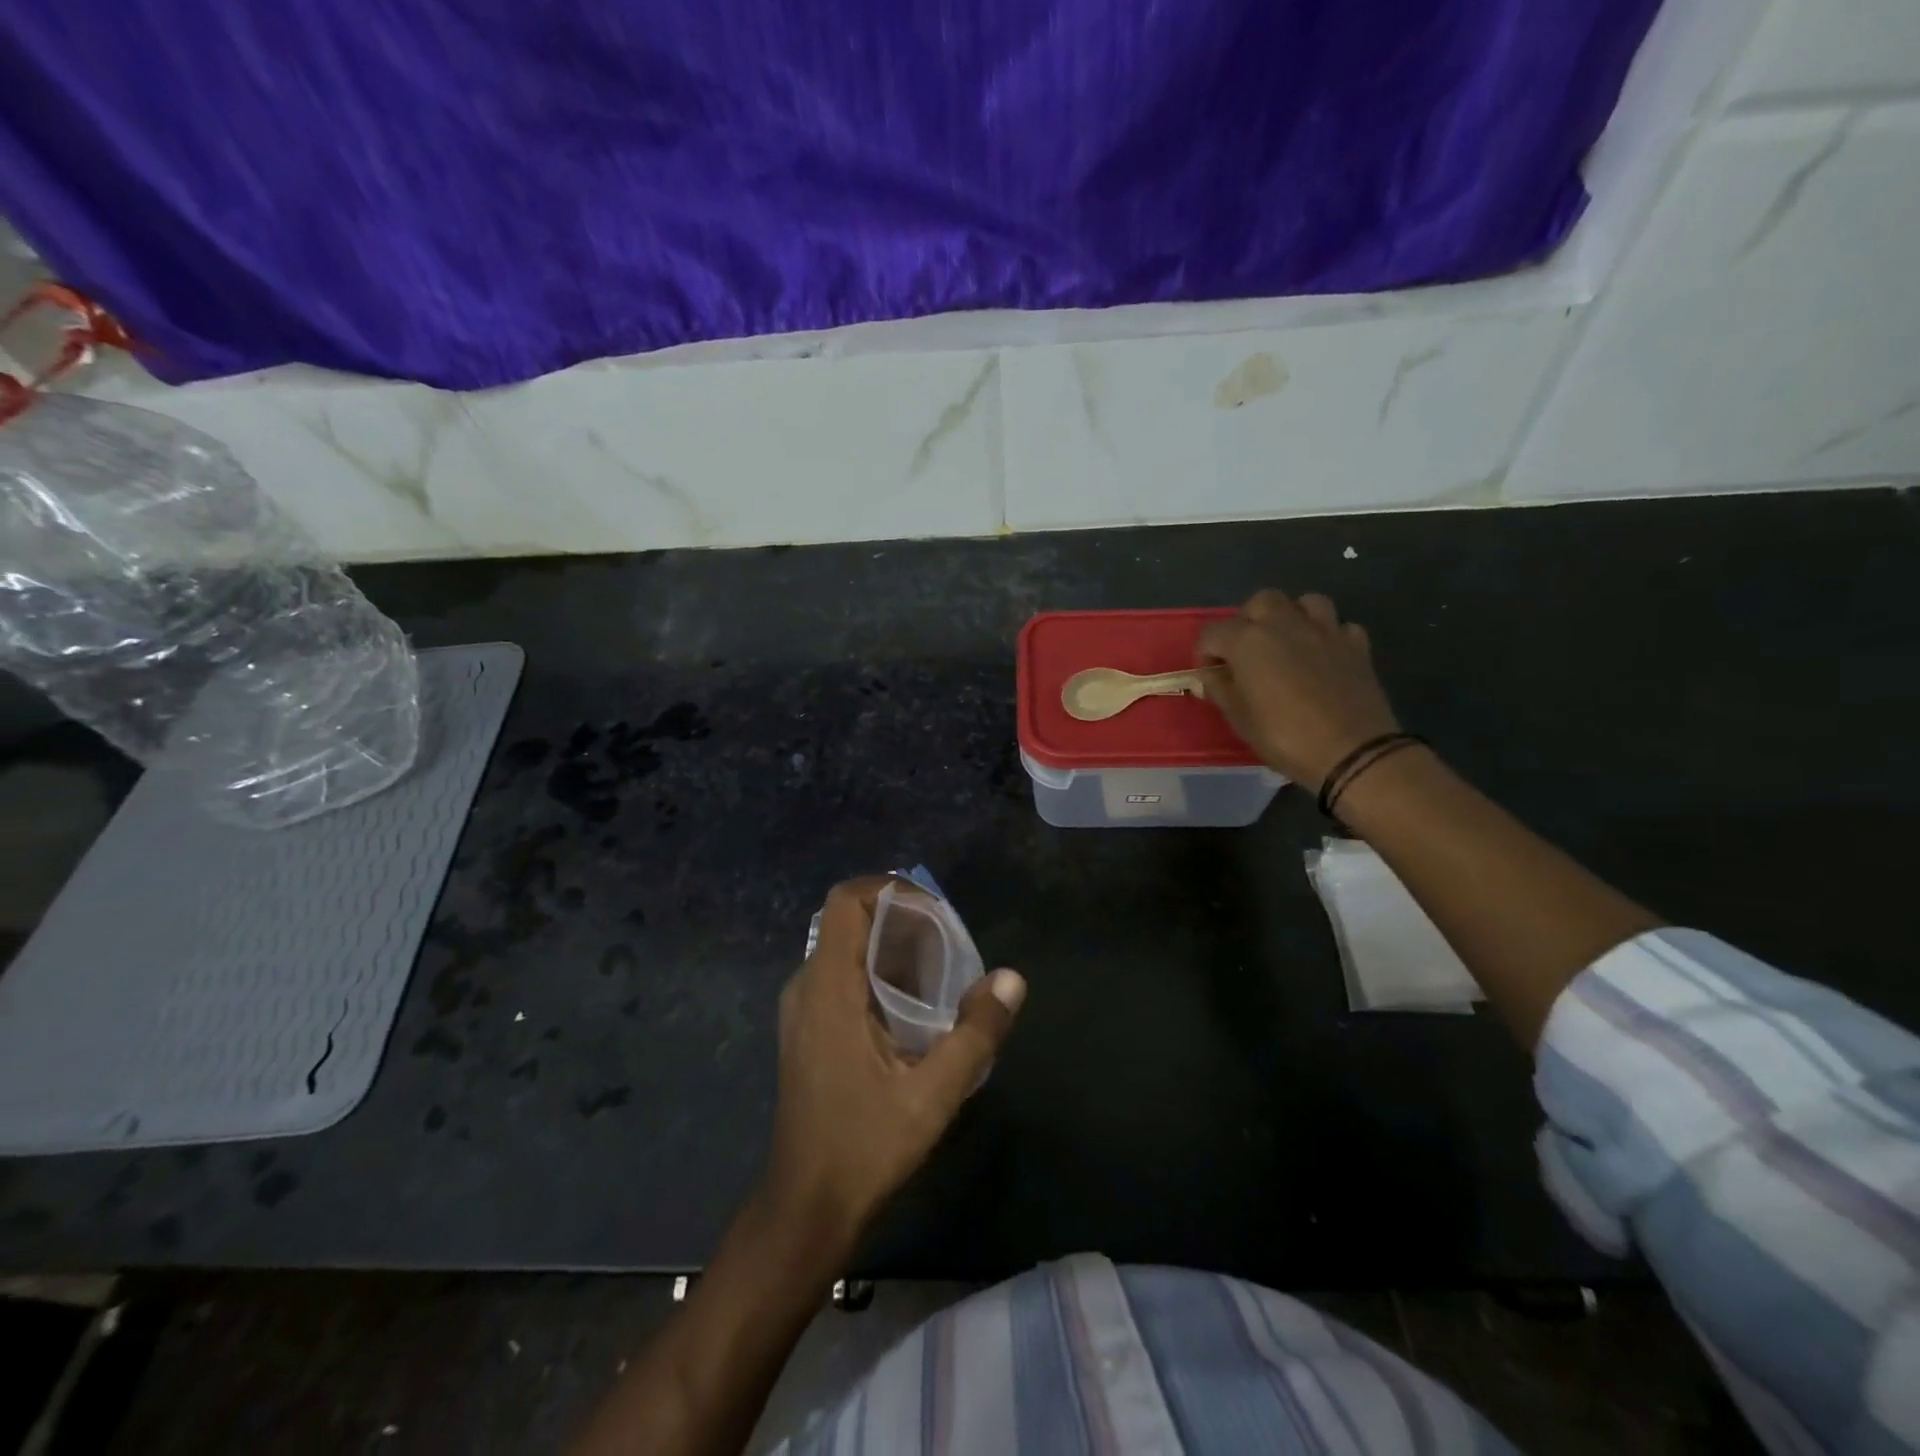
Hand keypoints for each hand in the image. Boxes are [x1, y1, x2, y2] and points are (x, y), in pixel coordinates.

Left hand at [761, 878, 1025, 1249]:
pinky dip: (878, 974)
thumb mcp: (932, 1095)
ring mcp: (802, 1009)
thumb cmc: (864, 1147)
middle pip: (851, 922)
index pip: (846, 901)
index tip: (935, 911)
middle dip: (902, 921)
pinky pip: (842, 977)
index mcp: (828, 988)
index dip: (890, 889)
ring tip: (941, 974)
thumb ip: (975, 1033)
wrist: (806, 1207)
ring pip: (847, 950)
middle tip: (950, 946)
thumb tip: (1012, 979)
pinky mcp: (807, 1030)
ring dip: (893, 949)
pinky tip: (914, 1009)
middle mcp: (807, 986)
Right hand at [1196, 589, 1399, 789]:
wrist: (1352, 752)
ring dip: (1292, 616)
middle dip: (1249, 620)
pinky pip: (1339, 626)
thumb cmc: (1284, 736)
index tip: (1210, 676)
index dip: (1205, 653)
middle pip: (1261, 601)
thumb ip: (1221, 690)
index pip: (1213, 632)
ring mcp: (1325, 630)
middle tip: (1247, 651)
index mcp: (1248, 641)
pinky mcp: (1356, 644)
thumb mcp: (1240, 719)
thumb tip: (1209, 678)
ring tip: (1288, 643)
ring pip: (1305, 602)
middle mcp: (1285, 624)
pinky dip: (1328, 636)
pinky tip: (1324, 656)